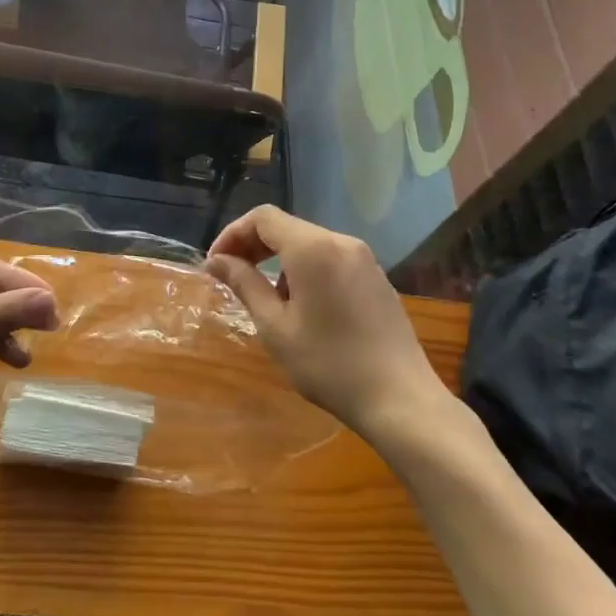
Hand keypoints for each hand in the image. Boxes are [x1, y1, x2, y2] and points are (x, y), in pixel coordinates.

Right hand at [205, 207, 443, 433]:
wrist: (400, 398)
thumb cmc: (328, 364)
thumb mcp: (275, 327)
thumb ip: (244, 284)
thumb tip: (216, 261)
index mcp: (313, 248)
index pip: (263, 218)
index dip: (232, 234)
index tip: (215, 265)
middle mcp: (341, 242)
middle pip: (286, 227)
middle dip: (253, 246)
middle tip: (231, 277)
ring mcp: (364, 258)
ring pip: (308, 243)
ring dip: (279, 260)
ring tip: (267, 300)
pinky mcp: (376, 277)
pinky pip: (331, 258)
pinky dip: (305, 269)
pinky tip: (303, 306)